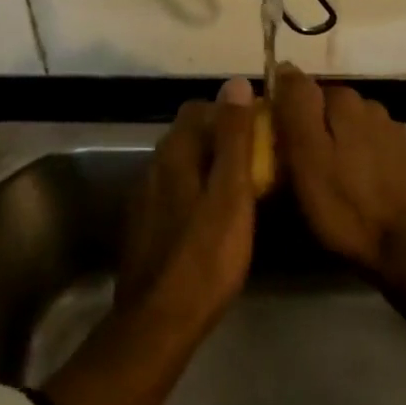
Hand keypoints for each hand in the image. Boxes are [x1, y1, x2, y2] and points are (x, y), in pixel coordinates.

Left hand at [45, 80, 258, 404]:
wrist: (159, 322)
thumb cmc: (205, 256)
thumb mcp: (231, 194)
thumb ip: (234, 137)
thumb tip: (234, 82)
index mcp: (174, 153)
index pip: (200, 109)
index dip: (231, 113)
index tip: (261, 131)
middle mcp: (153, 166)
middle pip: (189, 135)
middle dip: (222, 139)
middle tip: (257, 162)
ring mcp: (145, 197)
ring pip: (182, 165)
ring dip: (209, 167)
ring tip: (241, 191)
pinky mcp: (144, 225)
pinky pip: (174, 192)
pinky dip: (196, 192)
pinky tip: (213, 219)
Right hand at [273, 64, 405, 280]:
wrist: (400, 246)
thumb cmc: (341, 203)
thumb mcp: (305, 155)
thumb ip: (296, 106)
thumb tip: (286, 67)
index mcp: (344, 101)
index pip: (303, 89)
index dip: (287, 114)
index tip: (279, 143)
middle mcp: (371, 105)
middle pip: (329, 108)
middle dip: (315, 127)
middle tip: (301, 165)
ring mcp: (394, 131)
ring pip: (353, 126)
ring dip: (340, 141)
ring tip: (330, 176)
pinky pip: (374, 146)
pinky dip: (362, 157)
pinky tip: (358, 184)